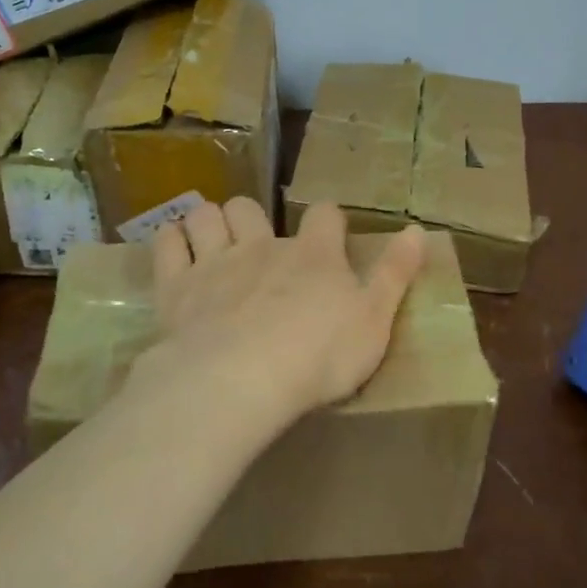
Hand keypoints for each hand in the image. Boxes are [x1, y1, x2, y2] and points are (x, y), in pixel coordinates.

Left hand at [137, 197, 426, 434]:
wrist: (242, 379)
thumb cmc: (319, 357)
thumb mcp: (375, 321)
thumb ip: (395, 274)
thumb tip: (419, 229)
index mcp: (314, 256)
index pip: (325, 216)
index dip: (328, 220)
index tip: (329, 233)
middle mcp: (263, 247)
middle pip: (250, 208)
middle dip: (251, 217)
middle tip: (256, 243)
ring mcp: (216, 262)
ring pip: (207, 216)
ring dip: (209, 221)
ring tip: (212, 240)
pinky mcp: (177, 286)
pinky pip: (168, 244)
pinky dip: (172, 239)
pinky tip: (176, 246)